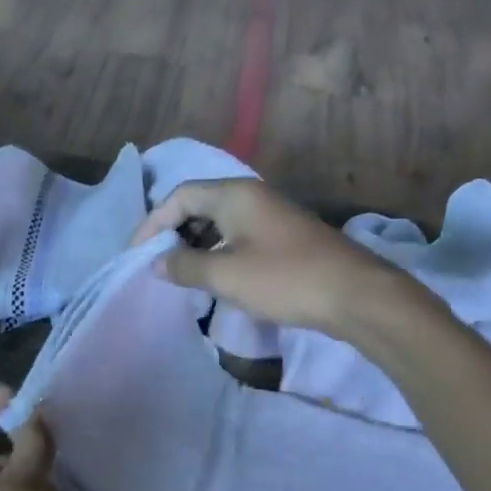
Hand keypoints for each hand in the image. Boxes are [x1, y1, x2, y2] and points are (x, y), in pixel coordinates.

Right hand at [131, 178, 401, 335]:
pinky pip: (238, 237)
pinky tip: (213, 279)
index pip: (179, 197)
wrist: (354, 295)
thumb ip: (184, 266)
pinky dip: (217, 253)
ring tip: (180, 275)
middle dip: (172, 233)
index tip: (136, 254)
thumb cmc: (284, 279)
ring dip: (195, 246)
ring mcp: (270, 216)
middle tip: (156, 264)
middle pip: (198, 206)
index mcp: (234, 194)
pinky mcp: (283, 238)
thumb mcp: (225, 275)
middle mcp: (252, 196)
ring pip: (219, 223)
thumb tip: (157, 263)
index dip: (152, 223)